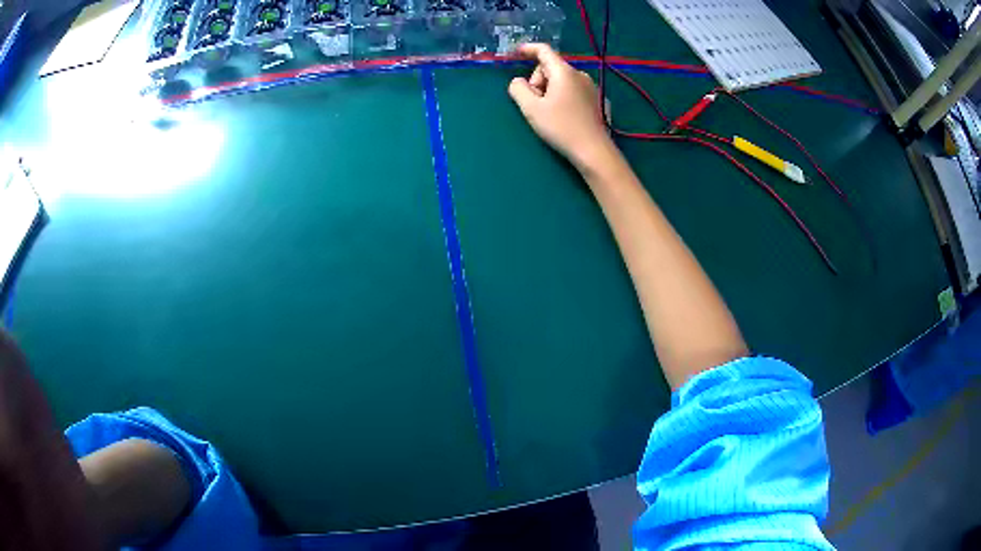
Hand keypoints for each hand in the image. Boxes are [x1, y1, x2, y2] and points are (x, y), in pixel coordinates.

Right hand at [508, 43, 615, 170]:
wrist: (593, 151)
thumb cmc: (561, 127)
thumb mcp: (531, 108)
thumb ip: (518, 89)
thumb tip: (518, 81)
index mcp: (564, 72)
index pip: (544, 50)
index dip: (527, 49)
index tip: (516, 53)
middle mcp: (580, 74)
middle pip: (551, 68)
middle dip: (539, 81)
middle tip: (535, 103)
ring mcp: (591, 87)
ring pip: (562, 80)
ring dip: (550, 90)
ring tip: (549, 112)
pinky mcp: (596, 100)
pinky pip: (573, 90)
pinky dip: (563, 96)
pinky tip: (563, 115)